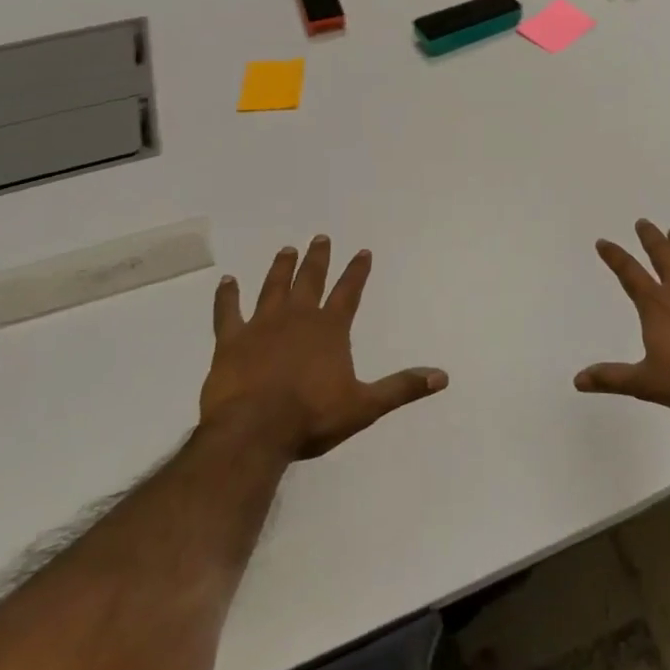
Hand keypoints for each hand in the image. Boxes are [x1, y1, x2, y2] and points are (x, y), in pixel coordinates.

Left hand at [202, 237, 446, 459]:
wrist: (253, 431)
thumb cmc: (311, 417)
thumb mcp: (364, 406)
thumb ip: (401, 388)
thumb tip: (442, 377)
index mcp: (330, 330)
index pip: (349, 292)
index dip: (357, 272)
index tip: (363, 252)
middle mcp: (297, 318)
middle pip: (310, 280)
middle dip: (317, 258)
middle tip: (320, 238)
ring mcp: (261, 326)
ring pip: (273, 288)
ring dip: (281, 268)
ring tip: (286, 250)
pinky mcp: (230, 341)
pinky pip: (227, 312)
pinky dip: (227, 296)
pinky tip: (227, 281)